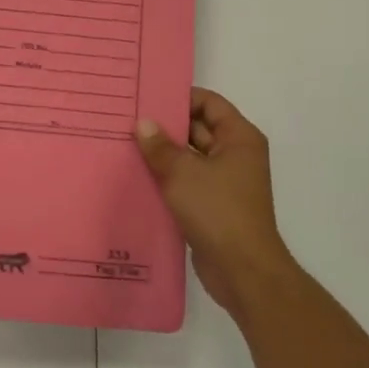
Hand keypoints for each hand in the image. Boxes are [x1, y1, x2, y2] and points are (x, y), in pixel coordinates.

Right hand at [135, 89, 300, 319]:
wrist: (243, 271)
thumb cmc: (218, 211)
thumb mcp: (182, 173)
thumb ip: (159, 146)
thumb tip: (143, 124)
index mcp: (239, 138)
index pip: (209, 103)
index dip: (180, 97)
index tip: (147, 96)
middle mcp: (236, 155)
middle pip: (198, 128)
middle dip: (166, 125)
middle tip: (128, 119)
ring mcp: (225, 182)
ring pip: (190, 157)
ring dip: (163, 153)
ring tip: (126, 144)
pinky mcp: (213, 205)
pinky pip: (187, 181)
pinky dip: (167, 178)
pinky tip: (137, 175)